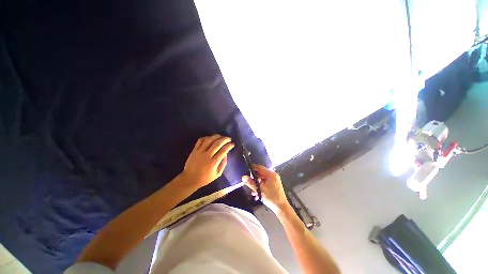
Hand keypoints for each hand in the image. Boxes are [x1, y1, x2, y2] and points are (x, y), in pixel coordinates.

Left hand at [182, 134, 234, 190]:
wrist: (190, 179)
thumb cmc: (205, 178)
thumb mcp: (217, 174)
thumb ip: (223, 164)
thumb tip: (226, 154)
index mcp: (213, 163)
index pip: (223, 150)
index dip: (229, 145)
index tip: (232, 144)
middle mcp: (207, 155)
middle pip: (217, 143)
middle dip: (225, 139)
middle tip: (229, 138)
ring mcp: (199, 152)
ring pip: (209, 140)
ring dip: (216, 136)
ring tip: (221, 136)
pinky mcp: (194, 150)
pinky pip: (200, 140)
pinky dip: (206, 137)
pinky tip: (210, 138)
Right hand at [242, 164, 289, 214]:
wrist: (281, 208)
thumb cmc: (271, 198)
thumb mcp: (259, 190)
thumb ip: (251, 183)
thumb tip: (244, 177)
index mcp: (271, 175)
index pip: (260, 168)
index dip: (252, 168)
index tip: (246, 170)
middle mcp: (273, 175)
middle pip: (261, 173)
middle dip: (254, 179)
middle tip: (248, 182)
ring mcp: (274, 180)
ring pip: (262, 179)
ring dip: (257, 184)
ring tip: (252, 191)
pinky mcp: (274, 185)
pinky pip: (265, 183)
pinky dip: (261, 186)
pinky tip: (256, 193)